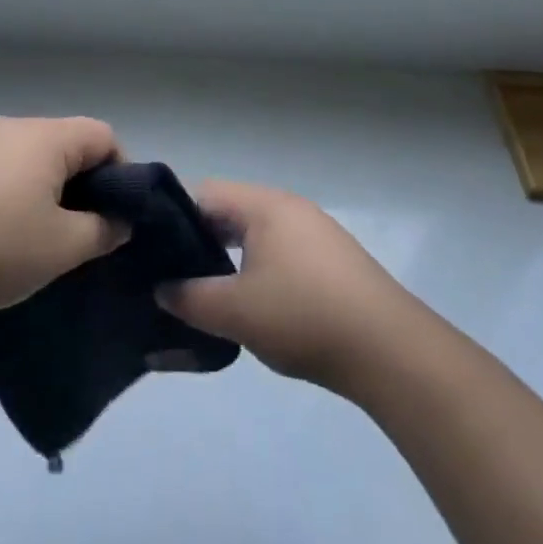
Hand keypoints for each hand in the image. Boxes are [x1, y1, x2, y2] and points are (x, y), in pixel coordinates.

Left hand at [0, 116, 129, 318]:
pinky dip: (2, 192)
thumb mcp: (59, 249)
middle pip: (62, 144)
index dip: (120, 172)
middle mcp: (9, 126)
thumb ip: (102, 231)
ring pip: (24, 157)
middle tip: (75, 231)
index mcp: (44, 137)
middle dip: (79, 184)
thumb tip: (119, 220)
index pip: (102, 135)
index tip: (114, 215)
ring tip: (28, 236)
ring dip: (38, 188)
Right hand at [157, 180, 415, 393]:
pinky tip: (255, 304)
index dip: (173, 219)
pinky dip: (259, 269)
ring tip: (209, 294)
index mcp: (264, 205)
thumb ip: (189, 298)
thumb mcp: (235, 312)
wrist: (389, 350)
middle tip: (175, 277)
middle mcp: (289, 208)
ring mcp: (315, 232)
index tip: (153, 252)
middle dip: (200, 241)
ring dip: (230, 258)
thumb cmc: (303, 316)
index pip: (204, 194)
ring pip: (256, 234)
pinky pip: (281, 252)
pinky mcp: (332, 260)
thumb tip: (162, 289)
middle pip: (231, 212)